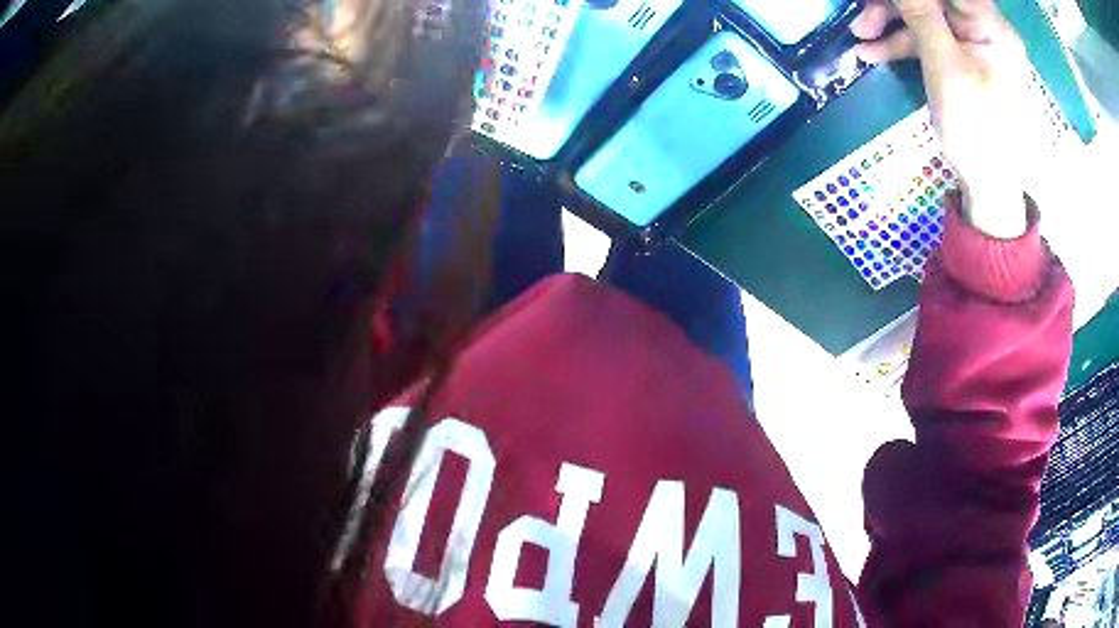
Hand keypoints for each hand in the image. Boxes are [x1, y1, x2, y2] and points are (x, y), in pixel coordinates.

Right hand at [851, 0, 1032, 238]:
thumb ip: (921, 14)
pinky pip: (929, 37)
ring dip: (891, 22)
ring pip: (926, 14)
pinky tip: (873, 52)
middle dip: (895, 5)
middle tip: (861, 20)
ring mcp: (974, 43)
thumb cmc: (977, 131)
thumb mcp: (945, 67)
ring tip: (860, 38)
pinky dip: (901, 42)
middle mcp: (984, 27)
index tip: (882, 0)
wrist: (991, 187)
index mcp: (991, 26)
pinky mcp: (963, 58)